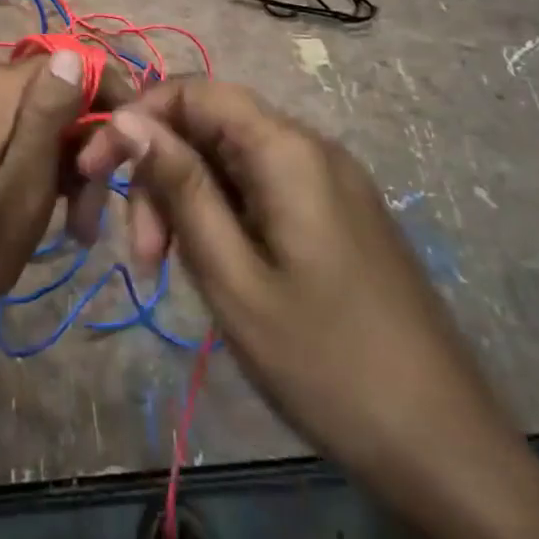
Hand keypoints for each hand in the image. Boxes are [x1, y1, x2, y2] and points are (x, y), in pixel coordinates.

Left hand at [0, 51, 90, 339]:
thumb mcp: (24, 183)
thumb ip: (48, 113)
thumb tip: (73, 53)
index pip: (77, 62)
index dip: (111, 102)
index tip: (126, 154)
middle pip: (60, 91)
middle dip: (86, 144)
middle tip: (91, 212)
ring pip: (44, 113)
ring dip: (67, 162)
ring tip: (76, 223)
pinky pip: (18, 127)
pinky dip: (40, 162)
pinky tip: (49, 206)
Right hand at [76, 78, 501, 473]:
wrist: (443, 447)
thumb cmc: (325, 363)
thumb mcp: (232, 275)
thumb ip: (179, 186)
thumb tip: (126, 119)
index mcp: (287, 150)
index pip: (195, 91)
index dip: (138, 119)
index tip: (95, 171)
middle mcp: (311, 148)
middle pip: (211, 127)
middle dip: (162, 173)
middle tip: (142, 255)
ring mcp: (329, 182)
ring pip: (232, 161)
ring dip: (188, 200)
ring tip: (169, 270)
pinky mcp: (336, 215)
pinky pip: (261, 189)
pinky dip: (222, 215)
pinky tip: (215, 267)